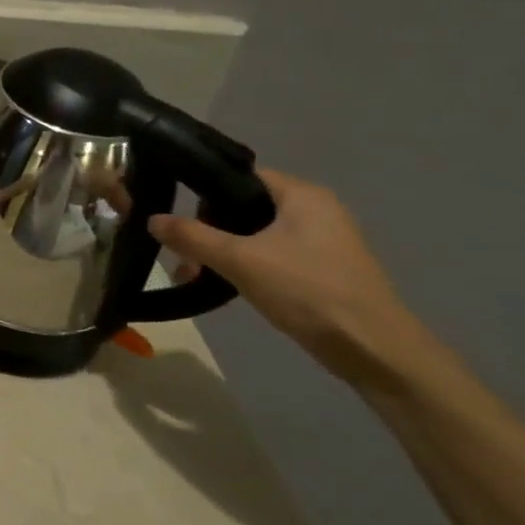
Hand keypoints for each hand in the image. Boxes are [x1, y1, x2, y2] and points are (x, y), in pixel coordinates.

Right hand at [149, 169, 423, 375]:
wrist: (372, 349)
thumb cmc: (307, 291)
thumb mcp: (240, 260)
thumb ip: (192, 237)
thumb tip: (152, 218)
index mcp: (303, 195)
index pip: (241, 176)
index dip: (205, 192)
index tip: (179, 217)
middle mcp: (316, 210)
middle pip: (245, 207)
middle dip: (209, 230)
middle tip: (185, 256)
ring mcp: (322, 241)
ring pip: (255, 234)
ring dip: (223, 252)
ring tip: (196, 275)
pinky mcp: (322, 268)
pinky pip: (271, 255)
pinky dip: (246, 266)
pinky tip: (227, 285)